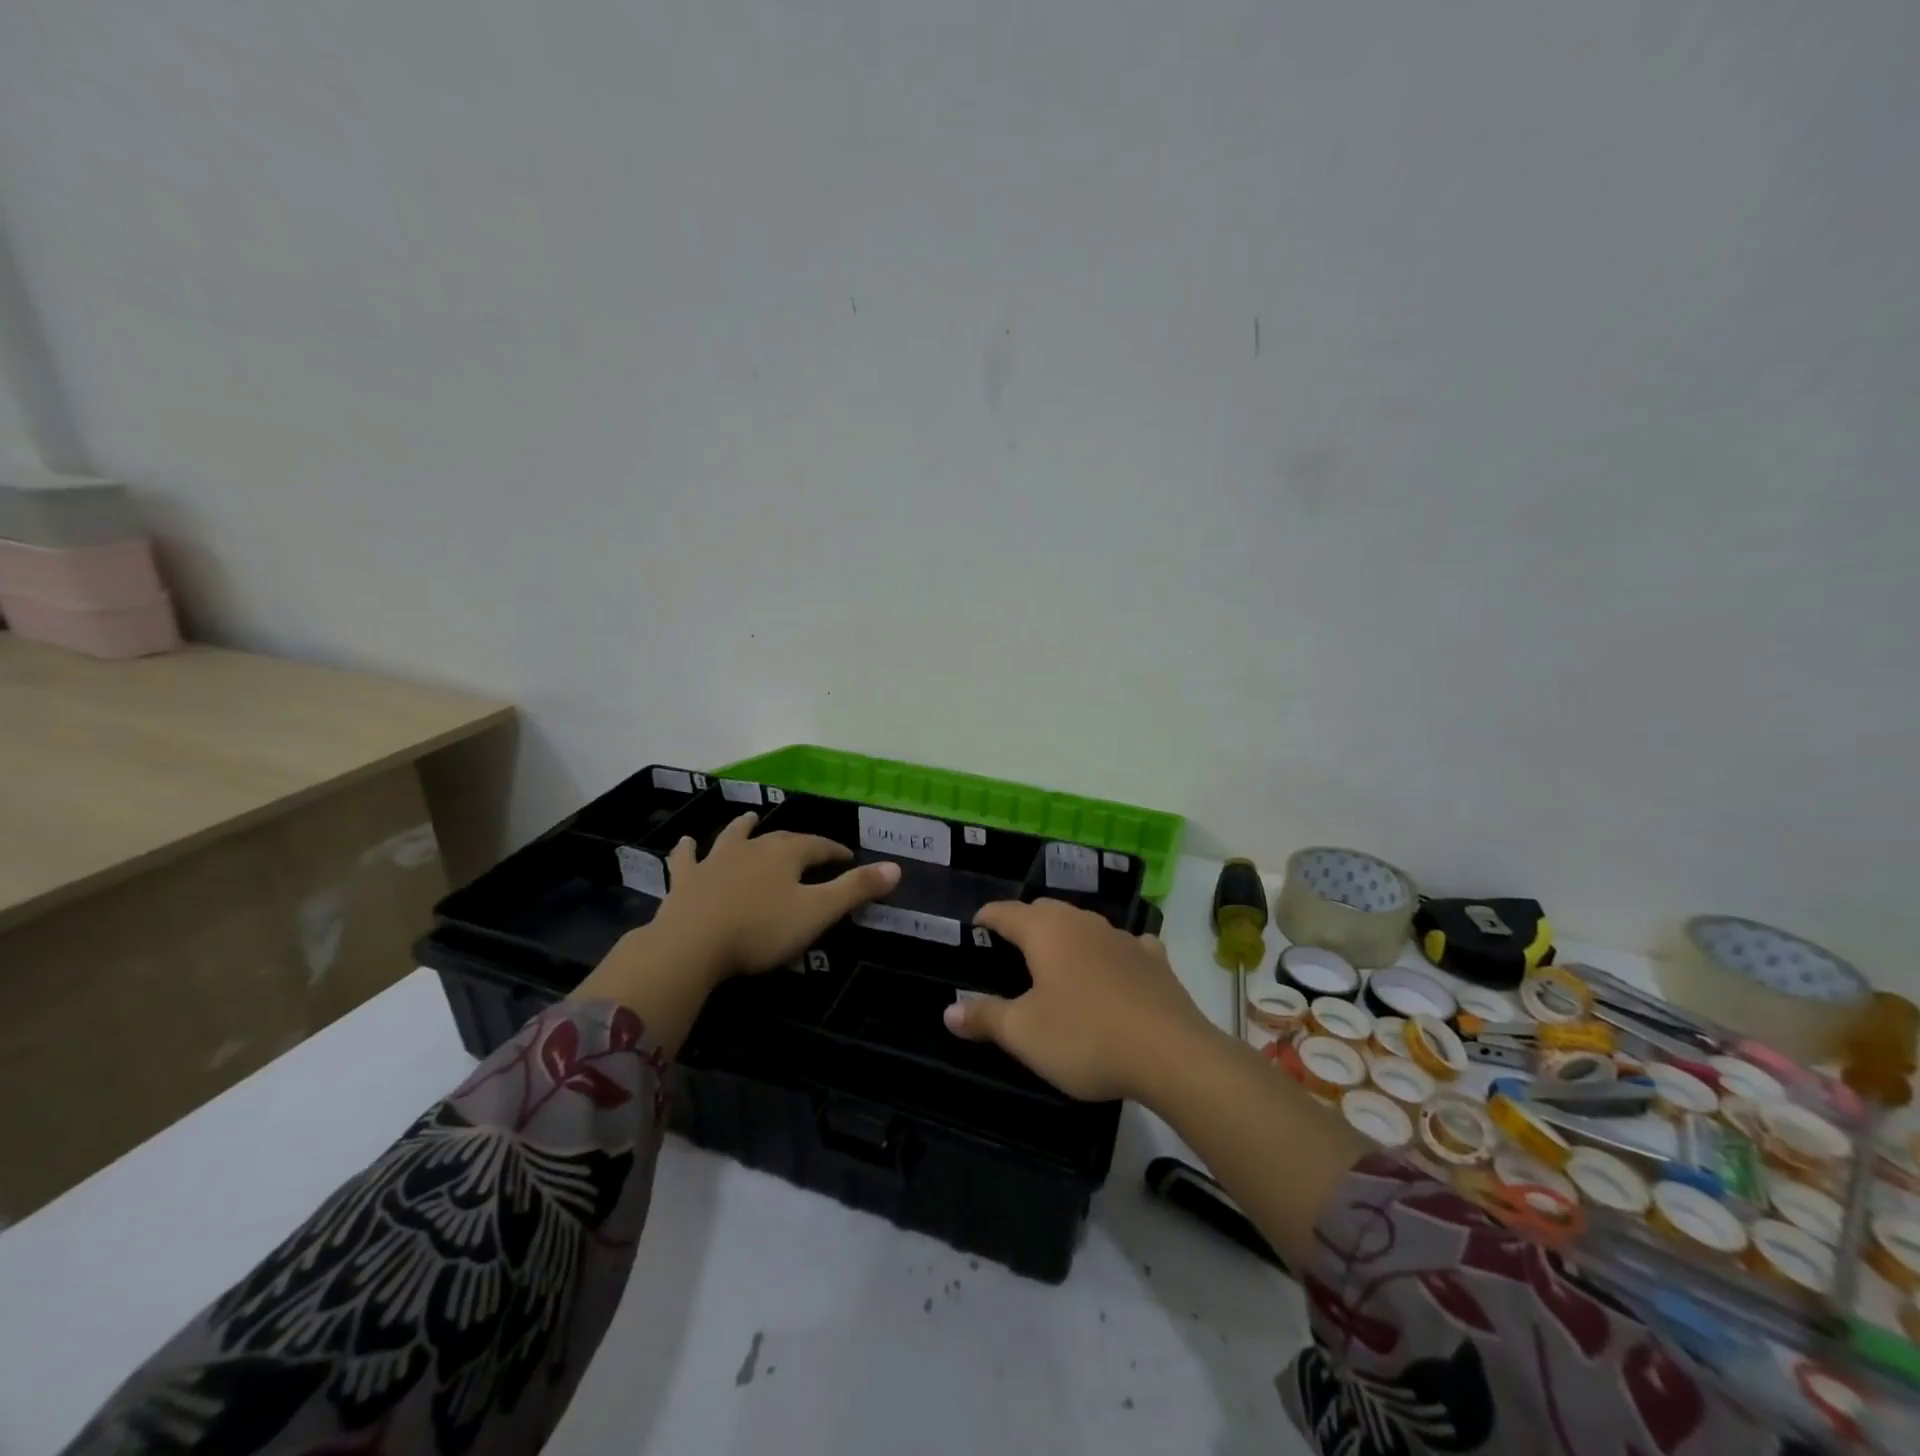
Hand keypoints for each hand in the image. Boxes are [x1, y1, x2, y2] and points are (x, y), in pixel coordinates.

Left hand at [647, 811, 899, 980]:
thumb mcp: (817, 912)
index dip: (836, 852)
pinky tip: (686, 842)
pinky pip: (687, 859)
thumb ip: (855, 889)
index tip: (849, 858)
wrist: (691, 945)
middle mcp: (752, 848)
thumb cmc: (761, 929)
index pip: (819, 846)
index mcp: (786, 854)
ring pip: (733, 837)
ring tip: (750, 817)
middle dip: (799, 843)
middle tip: (810, 848)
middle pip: (780, 839)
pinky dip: (688, 850)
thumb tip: (895, 867)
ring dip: (744, 828)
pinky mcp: (685, 881)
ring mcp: (715, 861)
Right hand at [942, 898, 1216, 1102]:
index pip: (1007, 911)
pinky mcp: (1154, 961)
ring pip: (1085, 926)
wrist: (1172, 1054)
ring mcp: (1123, 938)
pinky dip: (1110, 953)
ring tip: (1057, 961)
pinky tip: (1114, 970)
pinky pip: (1124, 946)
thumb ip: (985, 1017)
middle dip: (1025, 923)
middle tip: (1010, 947)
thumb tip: (949, 1011)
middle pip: (1046, 911)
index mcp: (1047, 932)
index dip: (988, 916)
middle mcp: (1084, 923)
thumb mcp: (1024, 1034)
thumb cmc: (1086, 1038)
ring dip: (1067, 937)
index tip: (975, 925)